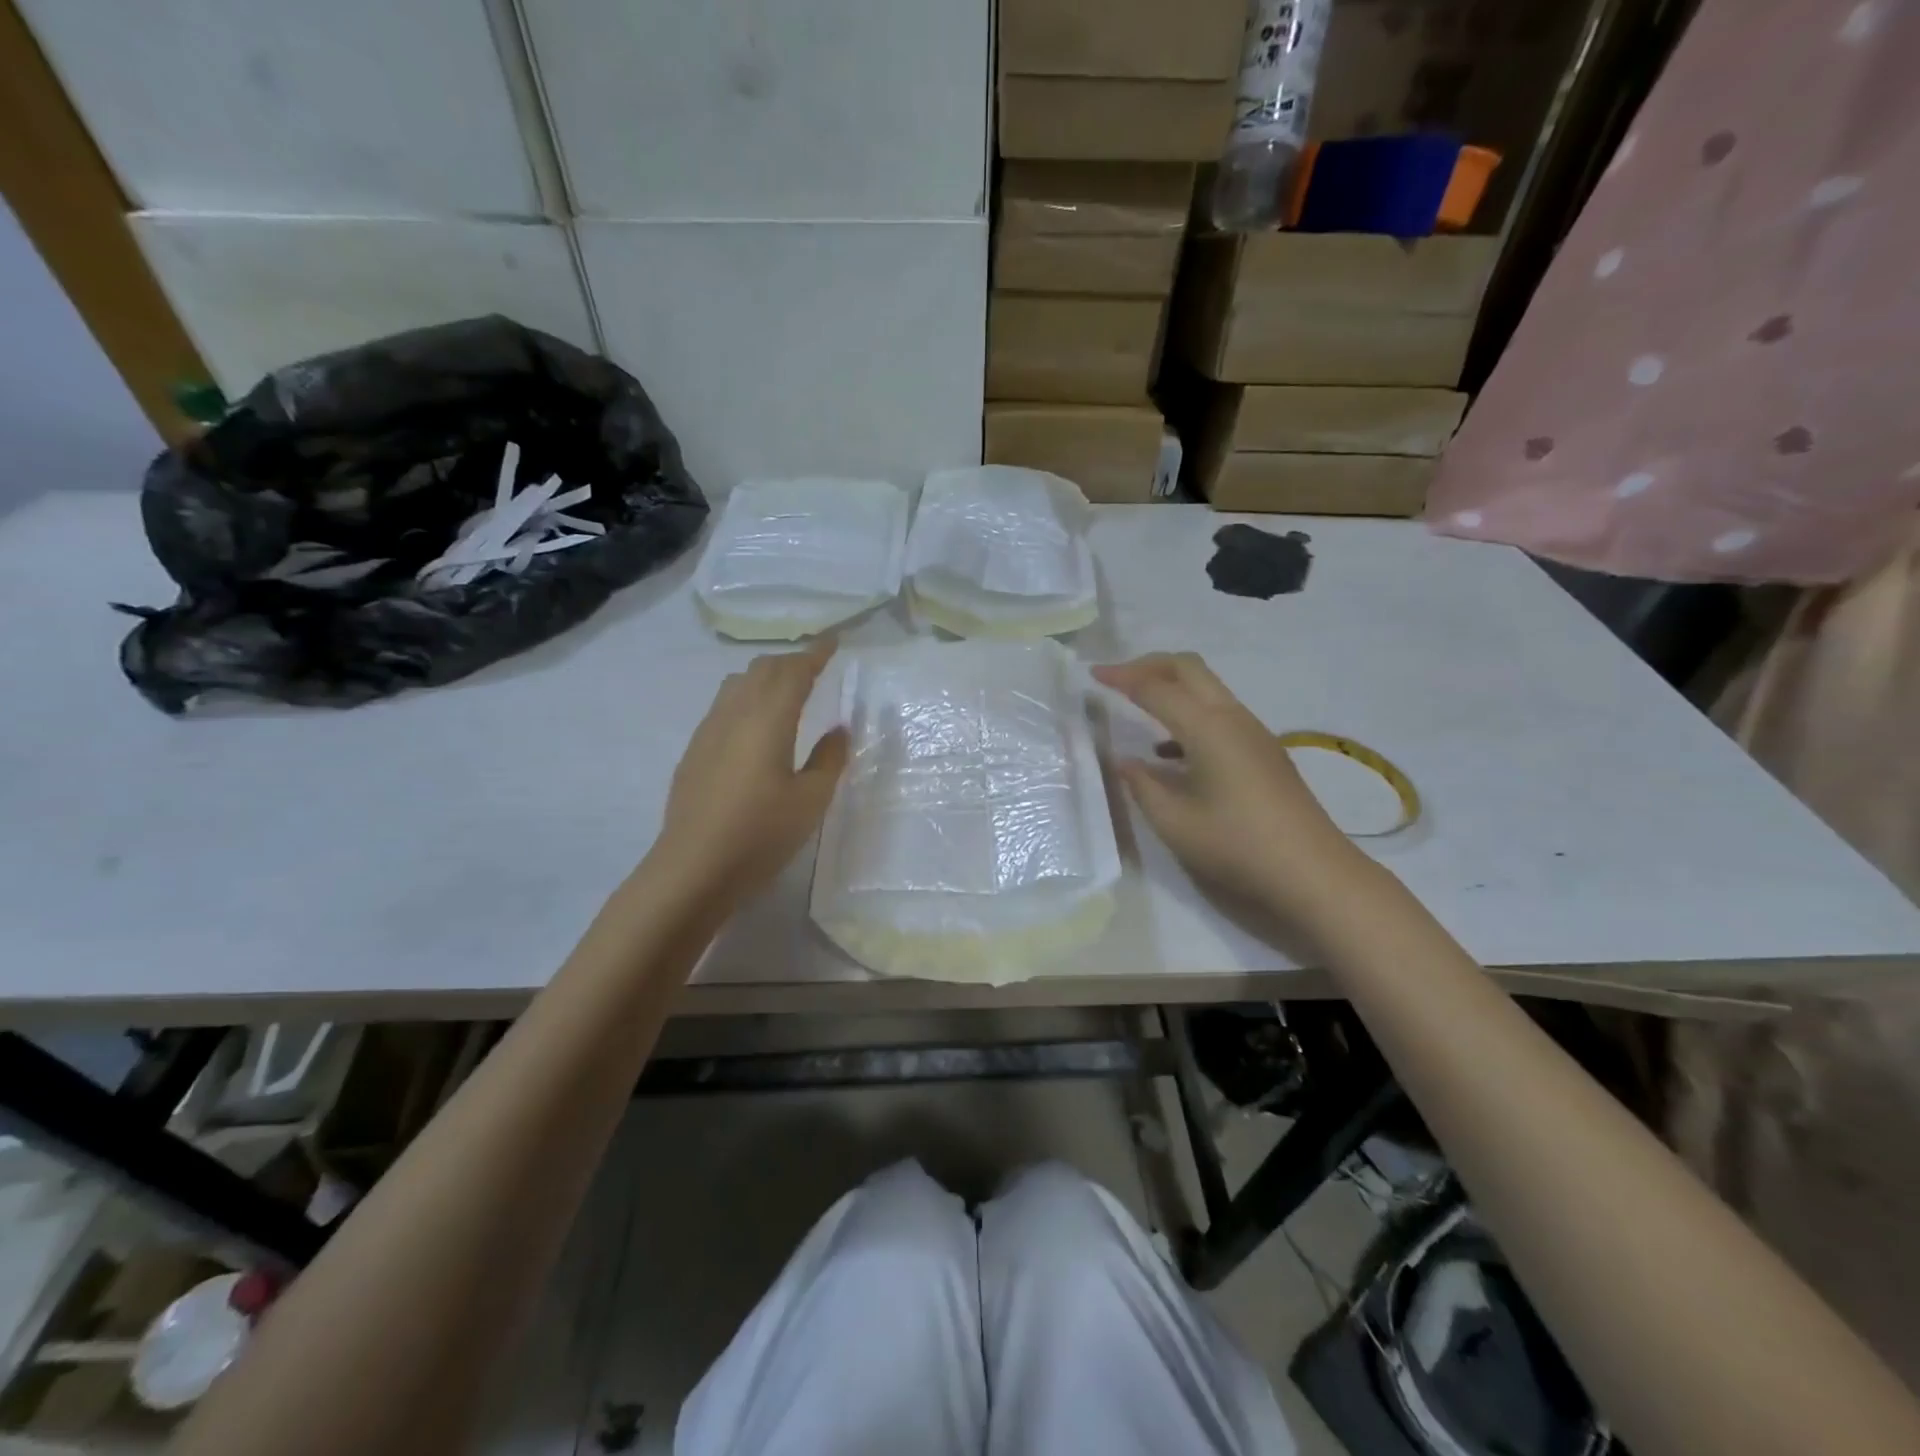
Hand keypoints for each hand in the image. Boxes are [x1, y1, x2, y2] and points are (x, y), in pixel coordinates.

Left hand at [652, 638, 848, 906]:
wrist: (693, 868)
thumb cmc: (761, 834)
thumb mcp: (810, 800)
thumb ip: (829, 759)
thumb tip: (838, 729)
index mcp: (768, 720)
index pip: (794, 672)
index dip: (815, 654)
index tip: (833, 641)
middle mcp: (734, 714)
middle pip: (762, 670)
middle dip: (790, 661)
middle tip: (815, 667)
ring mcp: (708, 731)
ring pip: (737, 684)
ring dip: (765, 677)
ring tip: (785, 689)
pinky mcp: (694, 751)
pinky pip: (723, 706)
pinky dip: (746, 697)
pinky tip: (754, 724)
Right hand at [1092, 652, 1379, 926]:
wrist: (1313, 872)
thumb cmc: (1237, 845)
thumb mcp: (1174, 822)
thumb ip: (1142, 785)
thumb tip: (1124, 761)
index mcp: (1207, 728)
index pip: (1156, 688)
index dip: (1122, 678)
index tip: (1092, 675)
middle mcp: (1232, 718)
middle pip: (1188, 669)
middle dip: (1149, 665)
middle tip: (1116, 679)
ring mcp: (1253, 733)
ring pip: (1207, 688)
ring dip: (1171, 687)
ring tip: (1137, 707)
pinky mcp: (1262, 751)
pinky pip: (1219, 714)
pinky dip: (1189, 714)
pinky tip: (1169, 751)